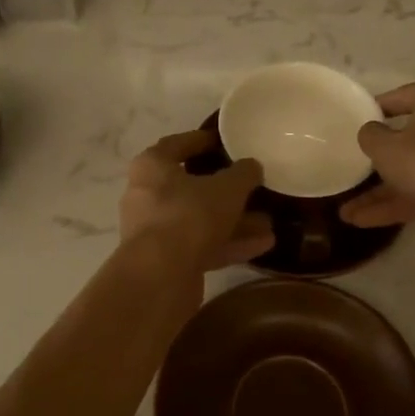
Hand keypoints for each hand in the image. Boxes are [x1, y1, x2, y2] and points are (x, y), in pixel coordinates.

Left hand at [118, 131, 273, 271]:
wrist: (161, 275)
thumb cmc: (189, 215)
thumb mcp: (227, 188)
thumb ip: (243, 173)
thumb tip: (252, 166)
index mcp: (152, 166)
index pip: (177, 144)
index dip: (202, 140)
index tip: (225, 141)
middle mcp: (146, 195)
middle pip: (190, 187)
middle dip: (225, 190)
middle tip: (252, 187)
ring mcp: (154, 231)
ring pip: (199, 220)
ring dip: (233, 221)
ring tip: (268, 222)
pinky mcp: (165, 261)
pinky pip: (201, 246)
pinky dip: (229, 244)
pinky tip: (262, 245)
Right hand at [340, 78, 414, 248]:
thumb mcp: (385, 147)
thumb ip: (371, 135)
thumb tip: (372, 131)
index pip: (402, 96)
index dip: (376, 110)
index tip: (357, 122)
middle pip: (412, 136)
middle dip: (381, 160)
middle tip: (357, 167)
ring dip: (385, 191)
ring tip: (349, 212)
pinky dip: (402, 202)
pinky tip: (366, 221)